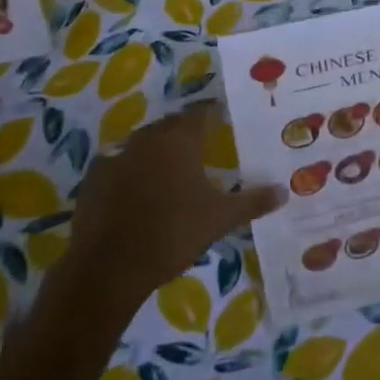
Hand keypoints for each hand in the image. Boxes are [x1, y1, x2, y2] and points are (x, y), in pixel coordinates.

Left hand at [56, 104, 282, 310]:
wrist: (109, 267)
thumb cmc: (172, 233)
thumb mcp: (219, 219)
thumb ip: (252, 202)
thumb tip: (284, 191)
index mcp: (181, 139)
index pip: (203, 112)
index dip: (214, 114)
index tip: (225, 119)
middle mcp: (150, 137)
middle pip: (173, 125)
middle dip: (187, 132)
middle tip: (202, 146)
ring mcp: (118, 155)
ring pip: (144, 143)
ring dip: (157, 151)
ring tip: (171, 170)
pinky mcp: (95, 177)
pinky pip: (117, 164)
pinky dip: (128, 171)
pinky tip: (134, 191)